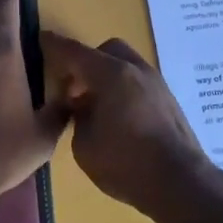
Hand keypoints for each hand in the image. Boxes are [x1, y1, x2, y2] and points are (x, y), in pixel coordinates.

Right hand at [40, 32, 211, 216]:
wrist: (182, 183)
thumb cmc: (127, 164)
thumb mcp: (85, 146)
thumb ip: (78, 118)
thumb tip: (83, 107)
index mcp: (112, 74)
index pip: (75, 52)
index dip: (55, 45)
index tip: (40, 38)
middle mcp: (136, 70)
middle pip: (106, 51)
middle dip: (86, 64)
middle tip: (74, 91)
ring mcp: (156, 83)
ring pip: (125, 65)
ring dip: (106, 77)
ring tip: (97, 108)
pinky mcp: (168, 100)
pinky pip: (138, 82)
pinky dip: (123, 89)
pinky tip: (118, 118)